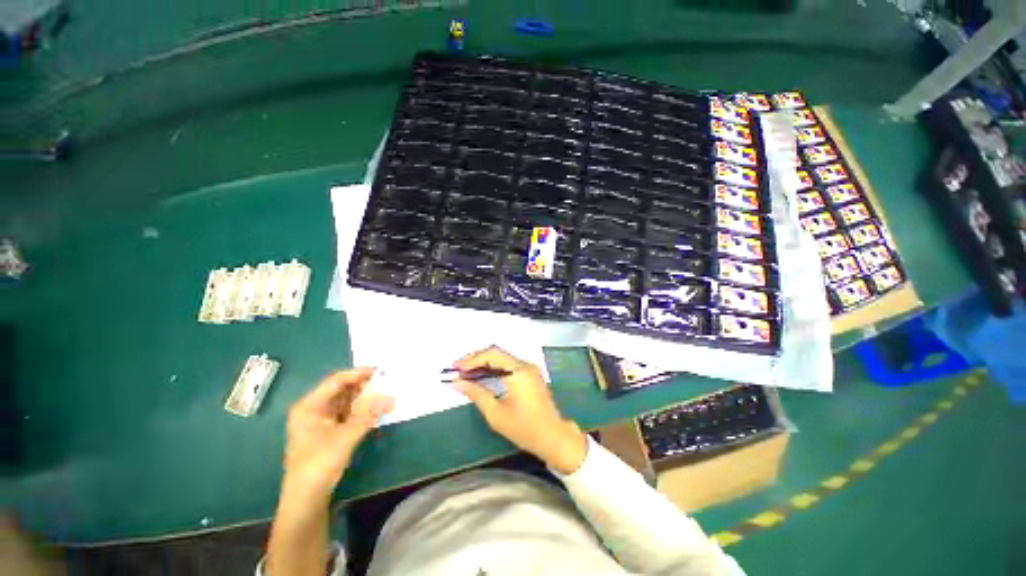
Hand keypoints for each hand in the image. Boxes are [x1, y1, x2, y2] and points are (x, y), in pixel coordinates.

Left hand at [281, 368, 393, 500]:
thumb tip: (392, 398)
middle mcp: (314, 409)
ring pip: (347, 401)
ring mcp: (321, 420)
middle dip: (363, 386)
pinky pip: (348, 413)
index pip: (336, 381)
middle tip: (385, 382)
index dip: (357, 374)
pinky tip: (376, 409)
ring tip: (384, 393)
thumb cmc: (319, 462)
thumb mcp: (346, 436)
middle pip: (342, 390)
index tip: (378, 370)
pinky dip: (362, 410)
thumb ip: (369, 414)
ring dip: (364, 398)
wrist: (307, 496)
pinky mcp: (329, 431)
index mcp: (310, 406)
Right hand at [454, 347, 587, 473]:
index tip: (455, 368)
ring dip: (484, 363)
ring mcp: (529, 368)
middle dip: (476, 359)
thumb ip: (476, 394)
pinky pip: (508, 364)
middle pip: (497, 353)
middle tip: (458, 369)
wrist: (553, 437)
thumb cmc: (524, 429)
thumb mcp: (496, 414)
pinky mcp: (530, 374)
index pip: (492, 355)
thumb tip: (456, 382)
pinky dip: (494, 368)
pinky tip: (482, 376)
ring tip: (465, 373)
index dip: (471, 359)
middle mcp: (525, 365)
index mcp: (518, 372)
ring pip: (502, 358)